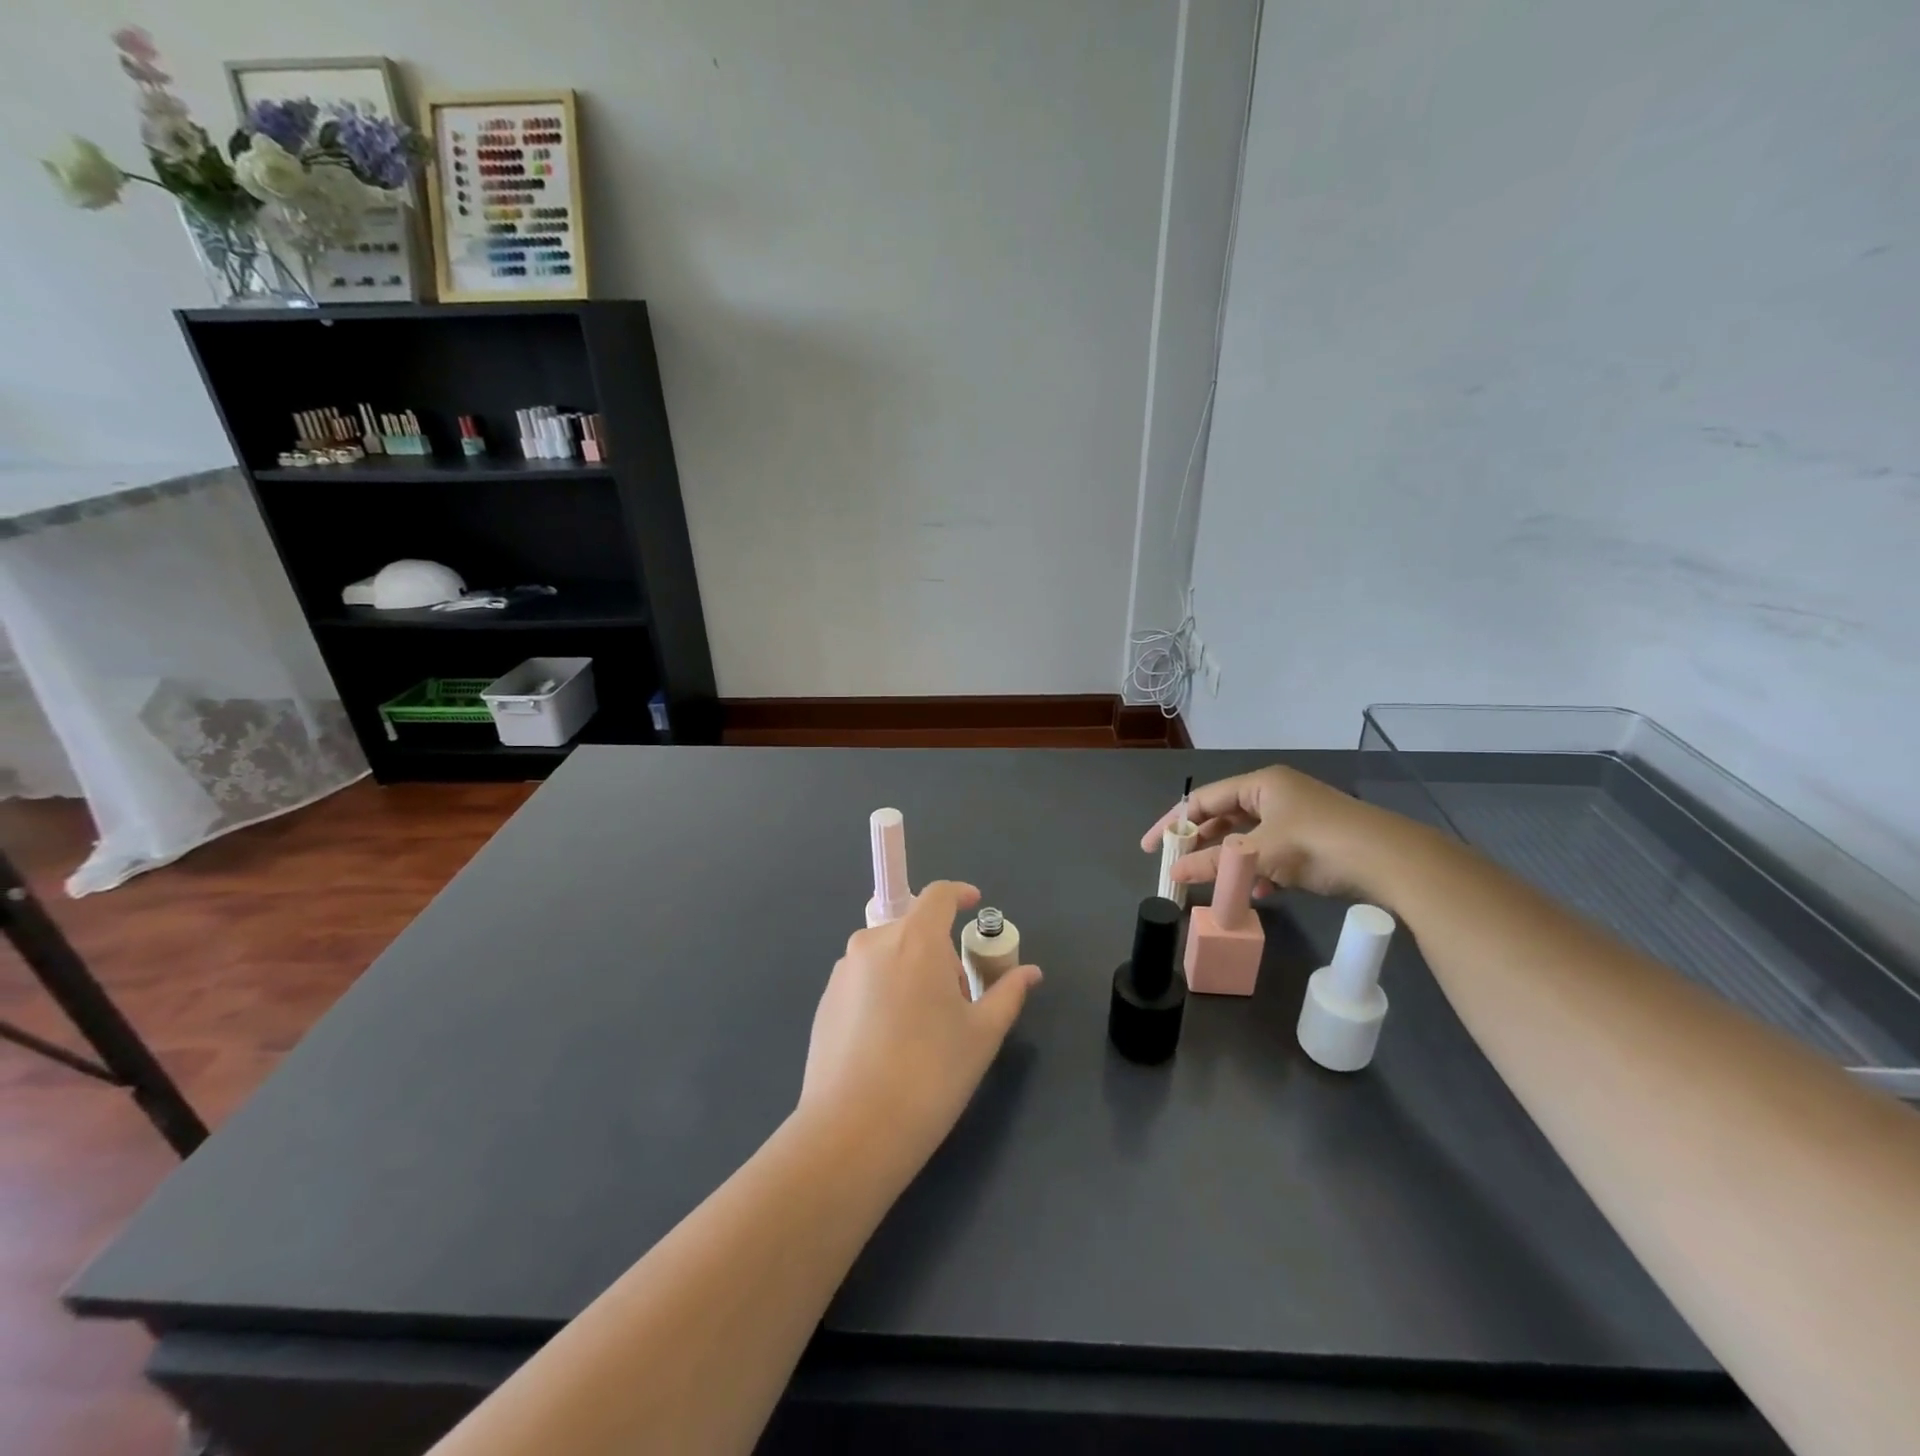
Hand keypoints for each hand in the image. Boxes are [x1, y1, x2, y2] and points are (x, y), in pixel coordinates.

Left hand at [800, 881, 1041, 1175]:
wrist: (853, 1130)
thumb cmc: (930, 1074)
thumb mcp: (981, 1034)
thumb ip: (1008, 993)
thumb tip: (1030, 972)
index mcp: (915, 940)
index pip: (938, 895)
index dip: (959, 894)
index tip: (974, 906)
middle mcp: (874, 943)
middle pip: (914, 928)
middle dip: (939, 951)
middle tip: (957, 997)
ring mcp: (844, 971)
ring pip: (887, 954)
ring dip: (910, 970)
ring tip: (923, 1025)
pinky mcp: (825, 1000)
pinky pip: (864, 979)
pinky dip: (883, 991)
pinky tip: (890, 1041)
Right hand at [1140, 765, 1394, 901]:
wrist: (1391, 861)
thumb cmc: (1317, 843)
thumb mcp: (1258, 854)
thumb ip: (1213, 864)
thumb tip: (1175, 874)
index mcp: (1260, 783)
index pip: (1203, 800)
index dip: (1173, 823)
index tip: (1153, 848)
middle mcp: (1276, 793)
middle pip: (1224, 818)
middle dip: (1202, 845)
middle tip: (1179, 869)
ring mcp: (1296, 817)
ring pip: (1248, 838)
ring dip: (1229, 862)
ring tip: (1211, 884)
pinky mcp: (1313, 841)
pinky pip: (1272, 852)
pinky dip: (1258, 871)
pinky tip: (1256, 893)